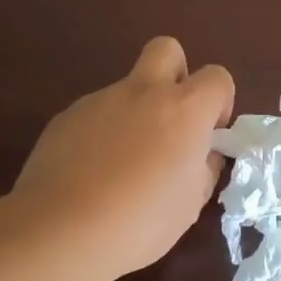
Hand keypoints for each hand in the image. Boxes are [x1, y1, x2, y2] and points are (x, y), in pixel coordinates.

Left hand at [9, 37, 234, 280]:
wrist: (60, 231)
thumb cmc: (140, 221)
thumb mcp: (190, 204)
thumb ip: (203, 168)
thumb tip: (202, 154)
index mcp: (183, 109)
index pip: (217, 77)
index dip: (220, 101)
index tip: (209, 134)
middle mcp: (143, 92)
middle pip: (167, 49)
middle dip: (176, 74)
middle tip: (171, 119)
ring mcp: (100, 100)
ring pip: (127, 88)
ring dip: (135, 112)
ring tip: (123, 164)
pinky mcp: (66, 116)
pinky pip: (96, 113)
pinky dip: (102, 133)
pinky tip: (92, 173)